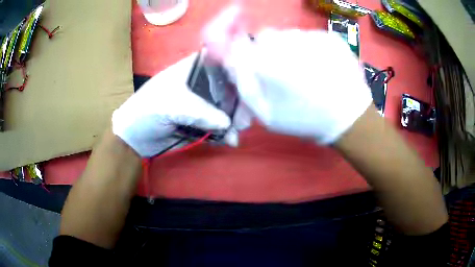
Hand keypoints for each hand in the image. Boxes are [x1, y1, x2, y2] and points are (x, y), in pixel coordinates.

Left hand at [112, 53, 236, 157]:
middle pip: (230, 87)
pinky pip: (221, 126)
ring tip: (236, 134)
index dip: (239, 72)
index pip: (223, 63)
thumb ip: (199, 111)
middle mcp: (203, 83)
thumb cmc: (146, 111)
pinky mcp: (203, 123)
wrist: (134, 139)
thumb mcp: (170, 105)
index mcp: (194, 69)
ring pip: (228, 108)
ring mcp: (204, 104)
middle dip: (240, 102)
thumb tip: (228, 123)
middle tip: (244, 120)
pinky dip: (227, 133)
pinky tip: (228, 141)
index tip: (251, 87)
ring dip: (235, 121)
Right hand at [204, 8, 372, 143]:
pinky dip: (310, 47)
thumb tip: (231, 58)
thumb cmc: (304, 119)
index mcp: (267, 61)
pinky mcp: (328, 36)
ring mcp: (311, 36)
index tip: (248, 60)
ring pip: (288, 35)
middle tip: (282, 73)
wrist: (349, 118)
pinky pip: (309, 36)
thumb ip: (243, 83)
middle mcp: (286, 41)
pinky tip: (320, 65)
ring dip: (290, 49)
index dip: (240, 48)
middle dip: (268, 51)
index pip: (238, 42)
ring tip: (305, 71)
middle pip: (266, 37)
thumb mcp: (265, 113)